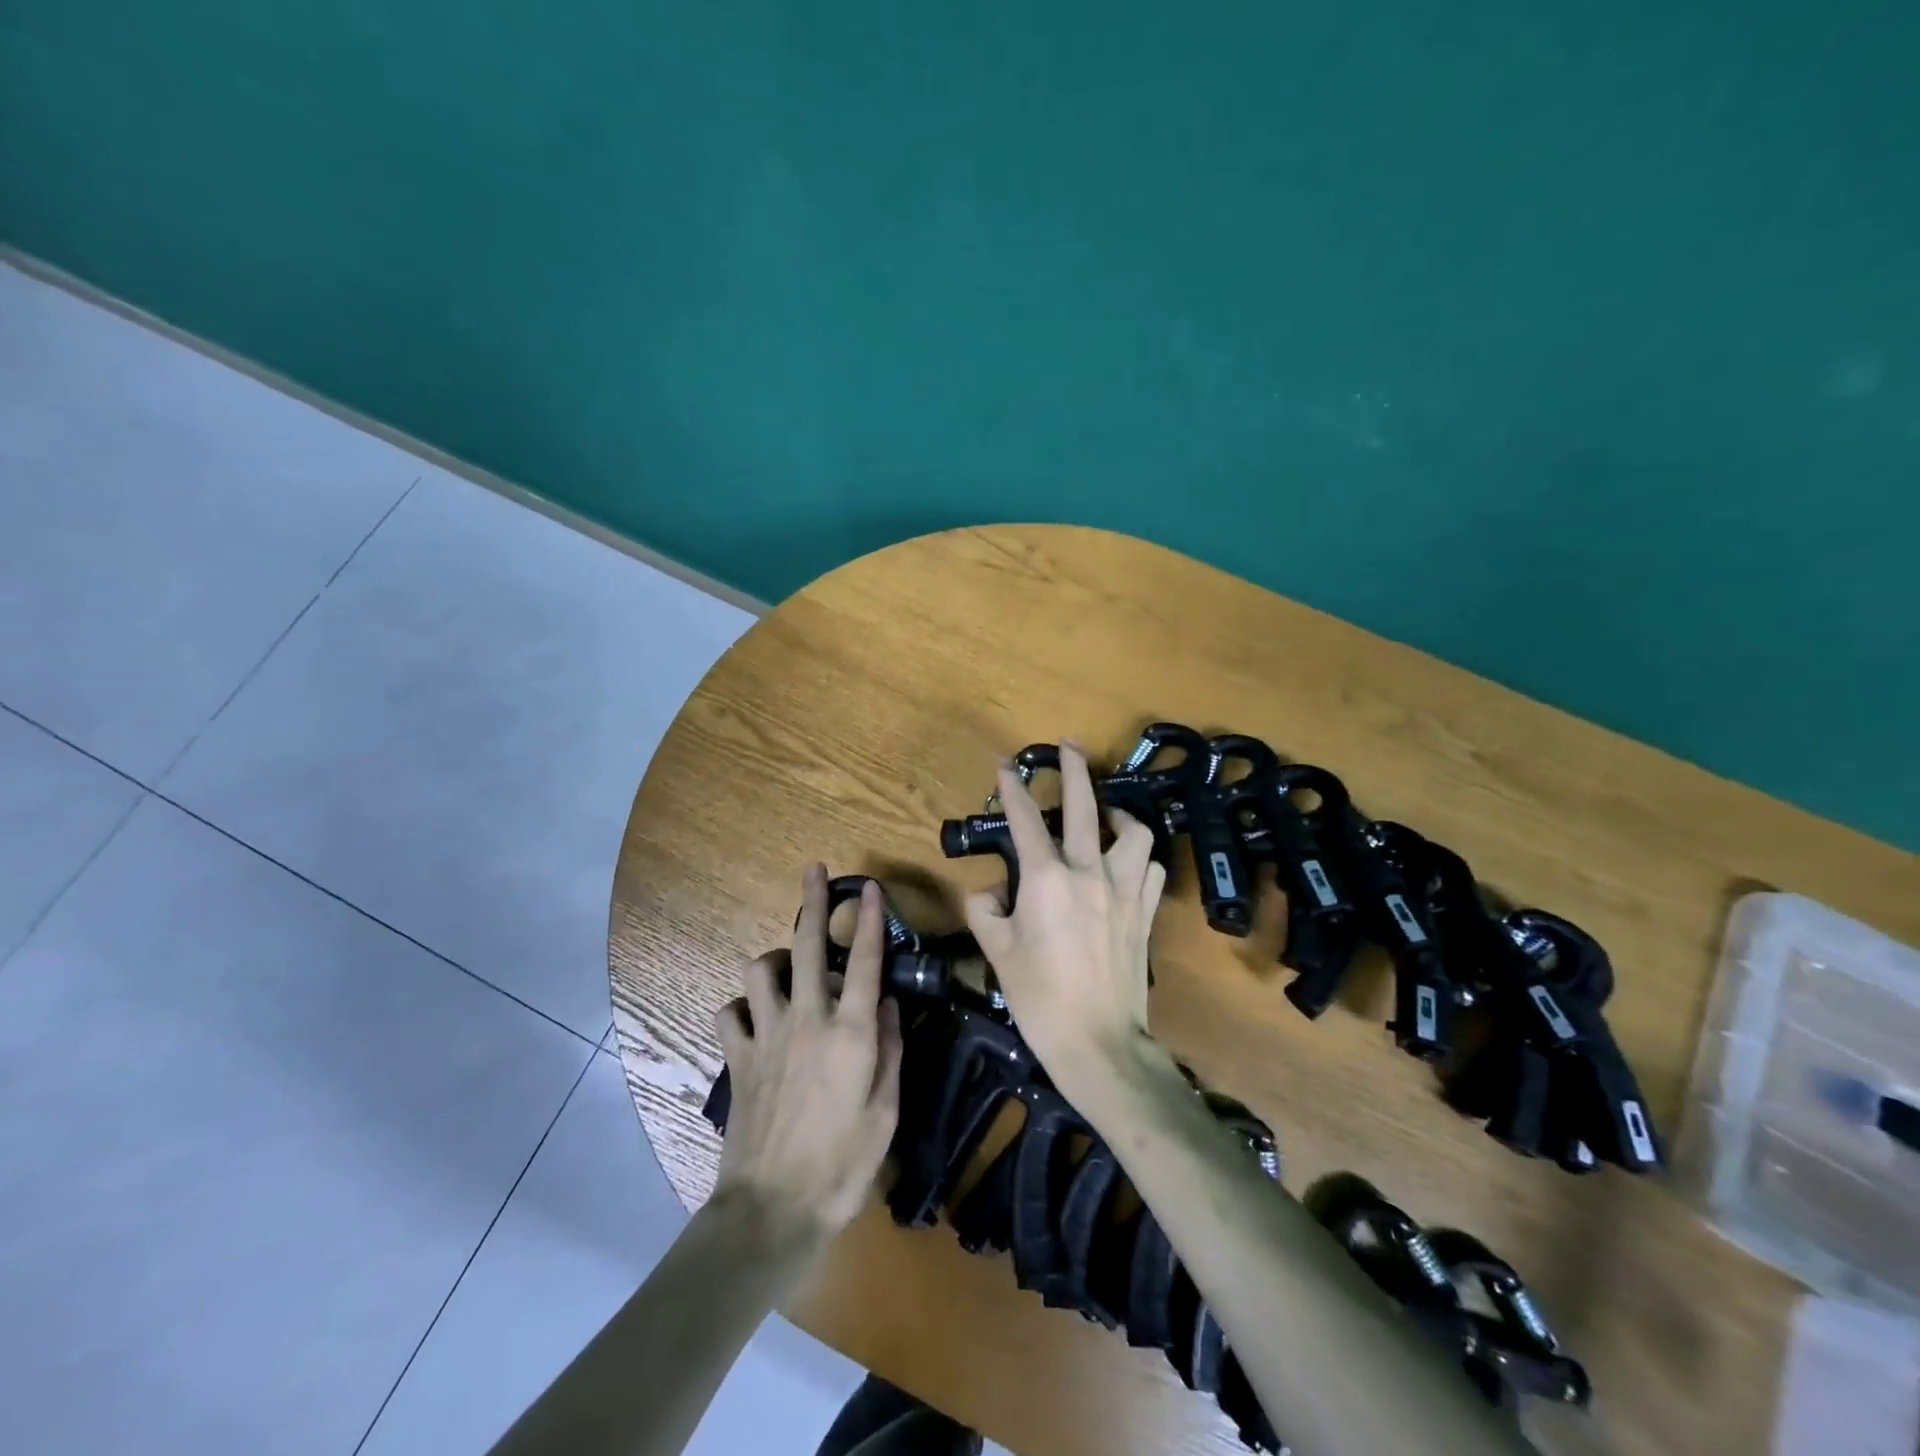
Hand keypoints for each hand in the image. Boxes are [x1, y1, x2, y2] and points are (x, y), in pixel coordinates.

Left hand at [712, 865, 904, 1240]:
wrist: (773, 1210)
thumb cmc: (842, 1165)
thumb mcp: (886, 1111)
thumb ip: (889, 1048)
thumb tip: (886, 1002)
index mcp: (850, 1033)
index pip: (863, 961)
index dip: (869, 920)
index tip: (870, 887)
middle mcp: (807, 1021)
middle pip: (805, 947)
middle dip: (812, 903)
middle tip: (814, 871)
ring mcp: (766, 1036)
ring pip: (759, 971)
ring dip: (774, 960)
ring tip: (786, 968)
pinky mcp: (737, 1058)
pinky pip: (729, 1014)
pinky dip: (741, 1008)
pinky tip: (754, 1018)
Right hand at [963, 742, 1167, 1104]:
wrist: (1098, 1041)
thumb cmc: (1040, 997)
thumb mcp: (996, 952)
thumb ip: (986, 910)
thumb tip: (992, 891)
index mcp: (1046, 880)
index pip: (1025, 821)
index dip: (1013, 789)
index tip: (1006, 765)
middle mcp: (1089, 873)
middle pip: (1084, 807)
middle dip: (1073, 770)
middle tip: (1068, 745)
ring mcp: (1125, 890)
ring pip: (1134, 833)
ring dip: (1120, 814)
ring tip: (1109, 811)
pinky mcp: (1145, 912)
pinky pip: (1151, 869)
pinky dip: (1140, 858)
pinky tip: (1129, 863)